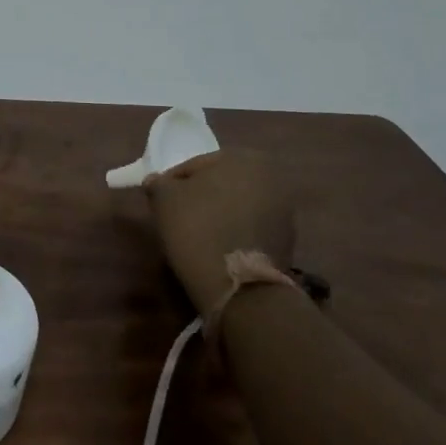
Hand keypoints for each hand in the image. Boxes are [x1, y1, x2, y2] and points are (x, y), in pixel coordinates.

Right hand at [145, 150, 299, 314]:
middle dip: (200, 197)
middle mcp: (272, 179)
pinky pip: (250, 229)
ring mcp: (285, 212)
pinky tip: (216, 249)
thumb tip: (157, 182)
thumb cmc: (198, 228)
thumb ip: (159, 183)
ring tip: (196, 236)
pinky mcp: (288, 242)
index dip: (173, 183)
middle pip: (220, 184)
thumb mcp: (164, 199)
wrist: (238, 285)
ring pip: (237, 206)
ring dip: (218, 215)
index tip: (160, 202)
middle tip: (177, 216)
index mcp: (244, 158)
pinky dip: (233, 233)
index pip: (196, 166)